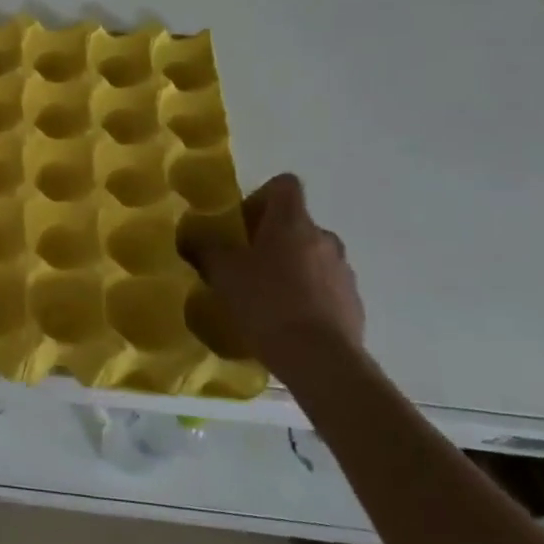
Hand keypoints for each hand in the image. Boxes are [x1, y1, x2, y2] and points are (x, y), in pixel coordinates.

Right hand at [181, 173, 364, 363]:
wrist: (320, 358)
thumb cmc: (266, 303)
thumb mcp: (222, 274)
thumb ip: (205, 248)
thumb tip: (191, 235)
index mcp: (293, 222)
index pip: (284, 185)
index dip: (260, 196)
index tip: (241, 223)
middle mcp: (324, 238)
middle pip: (295, 224)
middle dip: (270, 238)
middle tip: (243, 264)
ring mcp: (343, 271)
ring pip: (310, 256)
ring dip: (289, 267)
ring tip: (263, 296)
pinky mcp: (352, 302)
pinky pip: (323, 286)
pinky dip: (305, 294)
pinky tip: (284, 319)